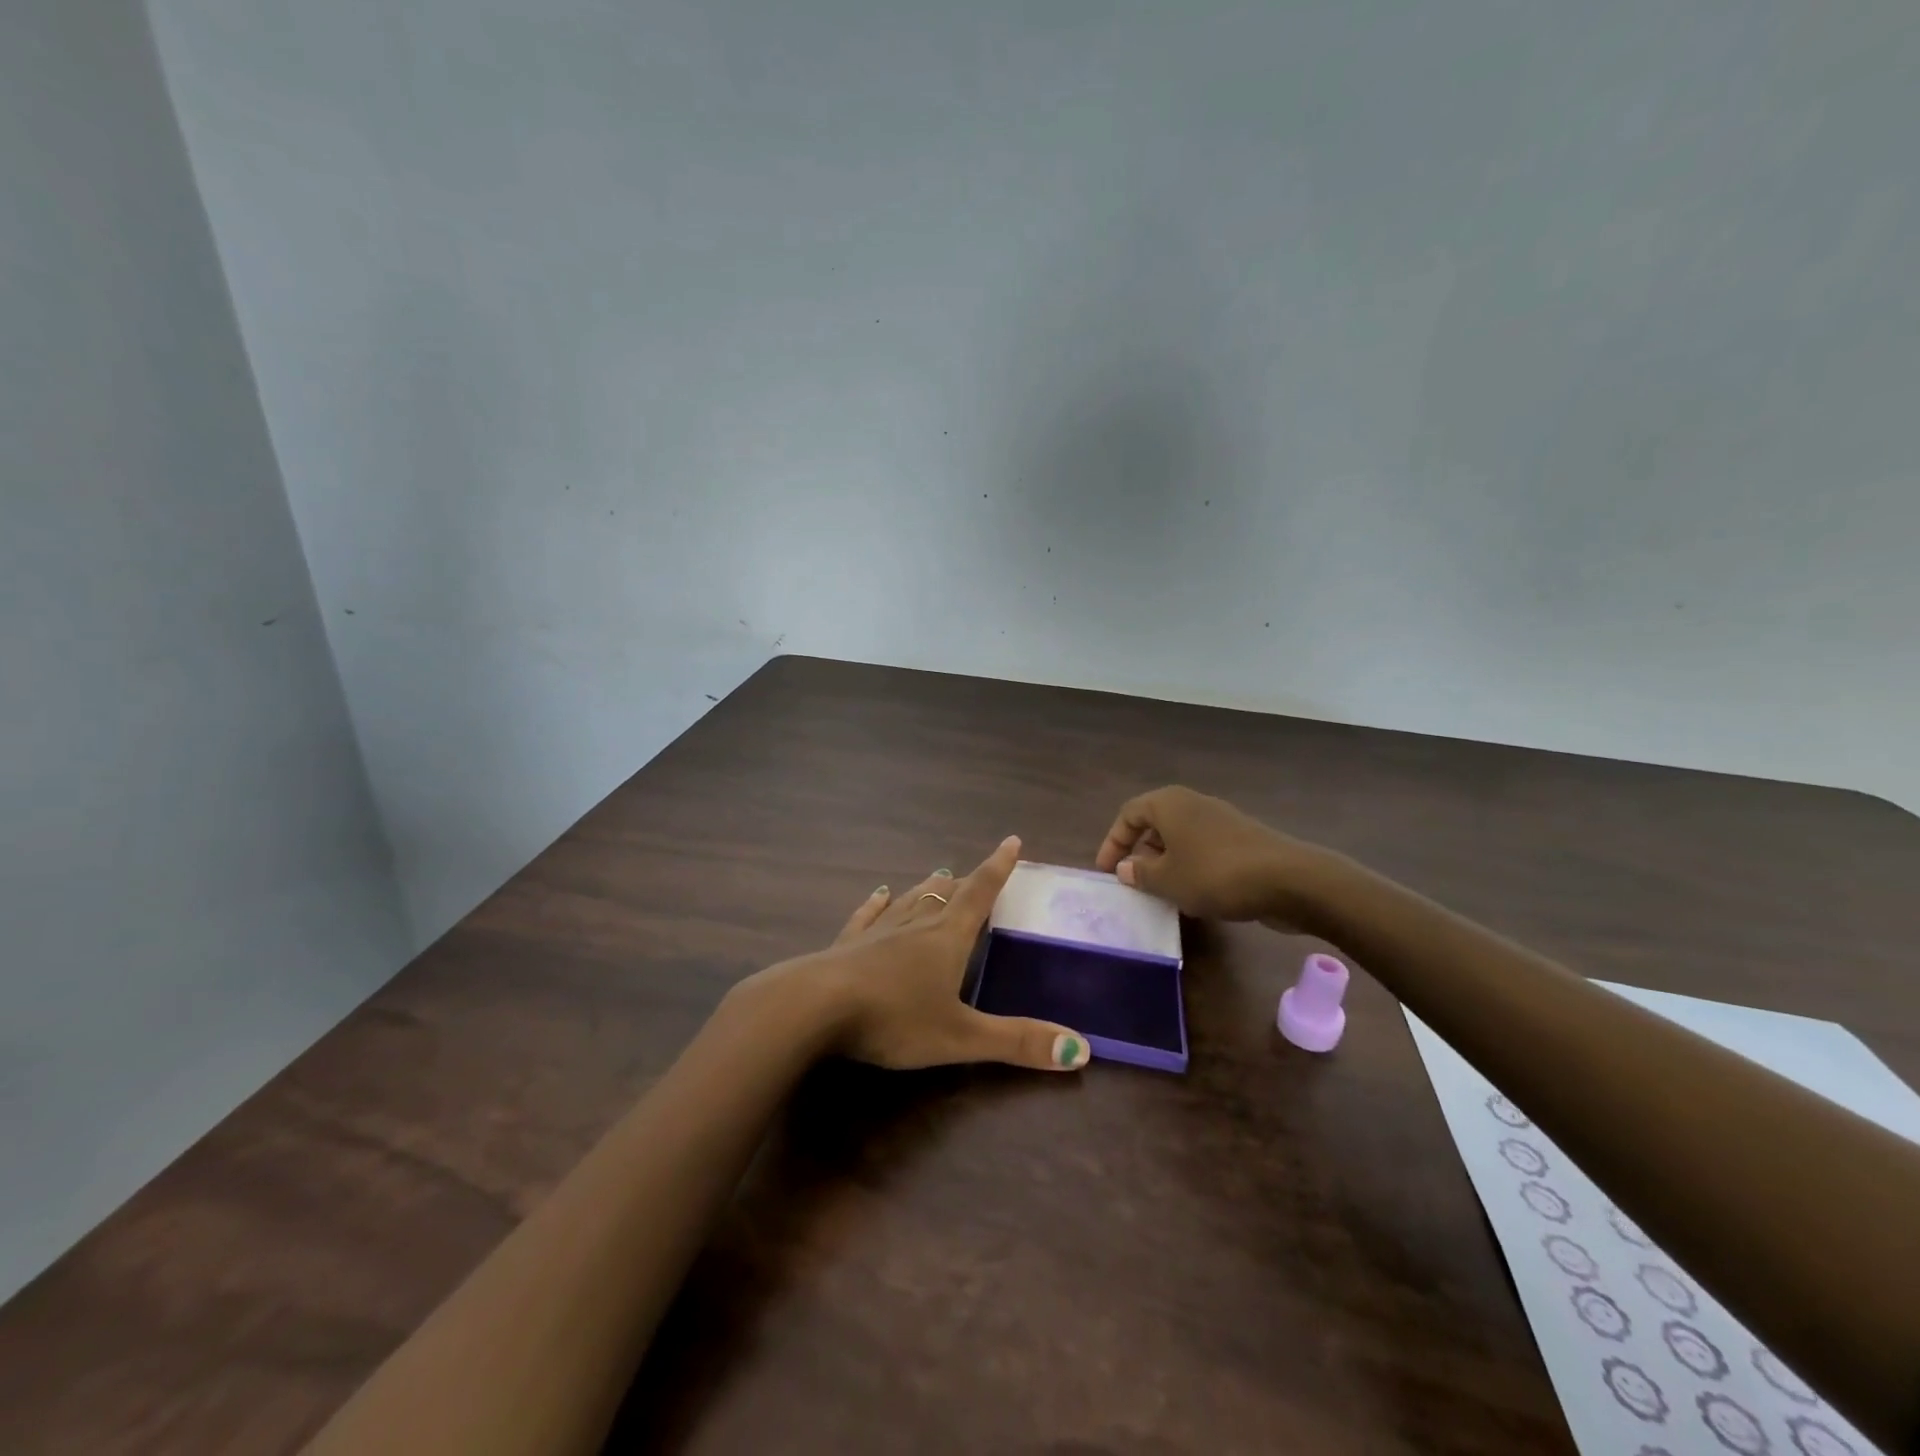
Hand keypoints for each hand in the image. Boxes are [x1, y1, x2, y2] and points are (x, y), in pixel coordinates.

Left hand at [762, 836, 1090, 1072]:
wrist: (814, 1007)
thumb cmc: (894, 1018)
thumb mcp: (961, 1037)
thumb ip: (1018, 1043)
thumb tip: (1083, 1050)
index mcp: (947, 939)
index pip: (980, 894)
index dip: (999, 868)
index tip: (1012, 841)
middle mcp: (915, 925)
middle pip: (945, 895)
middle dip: (964, 883)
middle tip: (974, 874)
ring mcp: (877, 931)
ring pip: (909, 901)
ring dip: (927, 889)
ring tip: (938, 876)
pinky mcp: (846, 944)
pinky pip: (868, 915)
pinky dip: (878, 903)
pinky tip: (878, 894)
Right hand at [1094, 786, 1322, 927]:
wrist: (1289, 880)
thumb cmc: (1215, 874)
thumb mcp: (1168, 880)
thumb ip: (1140, 874)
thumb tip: (1126, 868)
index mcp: (1168, 803)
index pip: (1128, 814)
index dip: (1113, 842)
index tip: (1106, 872)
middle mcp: (1193, 803)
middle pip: (1155, 823)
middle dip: (1140, 852)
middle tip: (1133, 882)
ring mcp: (1220, 819)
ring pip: (1180, 837)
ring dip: (1166, 863)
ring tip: (1161, 892)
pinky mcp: (1241, 839)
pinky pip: (1203, 848)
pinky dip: (1191, 866)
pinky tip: (1195, 894)